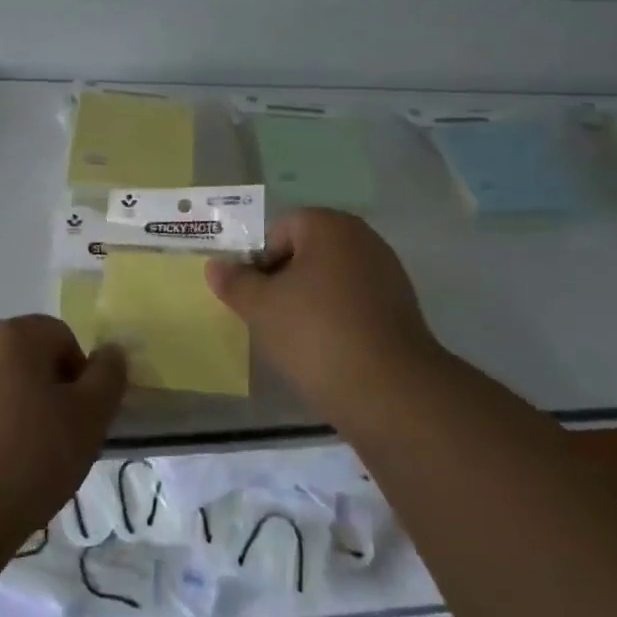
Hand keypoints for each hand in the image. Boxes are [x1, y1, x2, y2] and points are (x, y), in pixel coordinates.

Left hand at [0, 315, 125, 554]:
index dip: (76, 377)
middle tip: (48, 444)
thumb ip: (107, 379)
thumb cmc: (23, 463)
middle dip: (39, 392)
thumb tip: (110, 352)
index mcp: (13, 336)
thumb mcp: (87, 422)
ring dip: (4, 411)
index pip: (60, 337)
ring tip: (9, 464)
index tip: (75, 422)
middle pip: (20, 358)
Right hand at [206, 209, 443, 411]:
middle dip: (283, 281)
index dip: (258, 262)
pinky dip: (336, 319)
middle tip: (267, 318)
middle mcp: (363, 239)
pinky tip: (326, 351)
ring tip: (294, 340)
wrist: (390, 390)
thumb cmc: (316, 334)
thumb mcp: (261, 308)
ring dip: (309, 302)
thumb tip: (215, 266)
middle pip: (307, 252)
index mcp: (330, 226)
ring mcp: (387, 273)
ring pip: (330, 280)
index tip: (251, 298)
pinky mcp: (401, 309)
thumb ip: (235, 283)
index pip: (279, 230)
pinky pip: (354, 304)